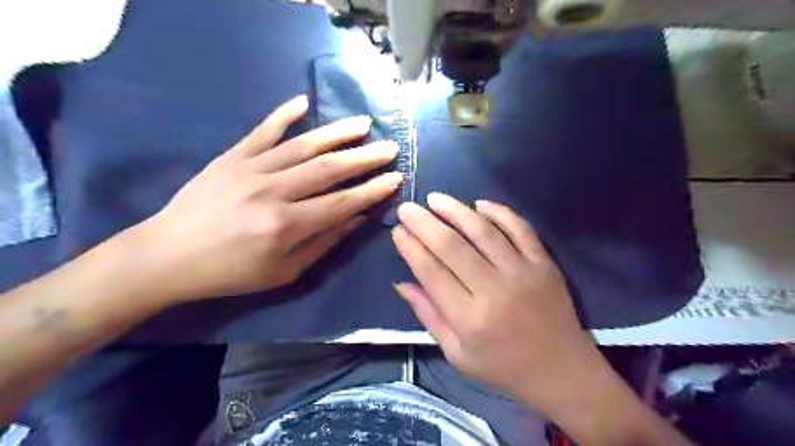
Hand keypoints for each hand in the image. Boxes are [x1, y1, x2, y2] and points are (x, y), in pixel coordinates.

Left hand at [134, 95, 403, 302]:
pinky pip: (262, 131)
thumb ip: (323, 243)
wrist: (168, 256)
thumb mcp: (284, 272)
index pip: (341, 203)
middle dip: (365, 158)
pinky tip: (304, 101)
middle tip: (390, 147)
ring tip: (364, 124)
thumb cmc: (231, 272)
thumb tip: (357, 218)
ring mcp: (249, 169)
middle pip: (328, 169)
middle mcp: (272, 193)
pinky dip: (283, 114)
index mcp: (285, 226)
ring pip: (303, 145)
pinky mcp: (231, 157)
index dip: (372, 190)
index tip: (395, 178)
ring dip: (337, 133)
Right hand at [394, 195, 606, 413]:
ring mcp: (523, 273)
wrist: (562, 371)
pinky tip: (479, 204)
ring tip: (435, 199)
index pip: (431, 272)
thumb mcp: (457, 355)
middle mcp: (494, 290)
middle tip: (407, 208)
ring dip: (456, 210)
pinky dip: (499, 212)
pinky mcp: (544, 264)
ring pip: (483, 231)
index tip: (398, 231)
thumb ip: (429, 316)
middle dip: (424, 222)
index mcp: (469, 319)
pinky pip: (520, 228)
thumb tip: (402, 283)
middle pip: (452, 246)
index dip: (411, 248)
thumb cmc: (503, 367)